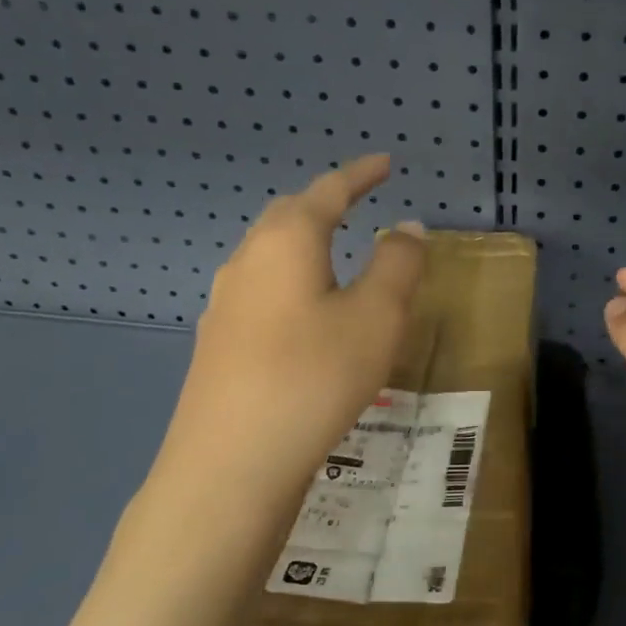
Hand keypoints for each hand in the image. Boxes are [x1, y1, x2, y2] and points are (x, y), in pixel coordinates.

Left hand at [134, 154, 425, 541]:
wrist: (231, 463)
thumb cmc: (315, 376)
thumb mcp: (377, 316)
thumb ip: (398, 263)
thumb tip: (406, 226)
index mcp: (286, 241)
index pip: (328, 191)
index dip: (360, 174)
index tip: (385, 163)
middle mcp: (247, 261)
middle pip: (288, 216)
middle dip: (325, 204)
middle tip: (358, 203)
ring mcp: (225, 304)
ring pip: (270, 256)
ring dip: (305, 246)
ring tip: (336, 259)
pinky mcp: (219, 344)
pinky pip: (261, 293)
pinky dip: (292, 284)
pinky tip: (304, 318)